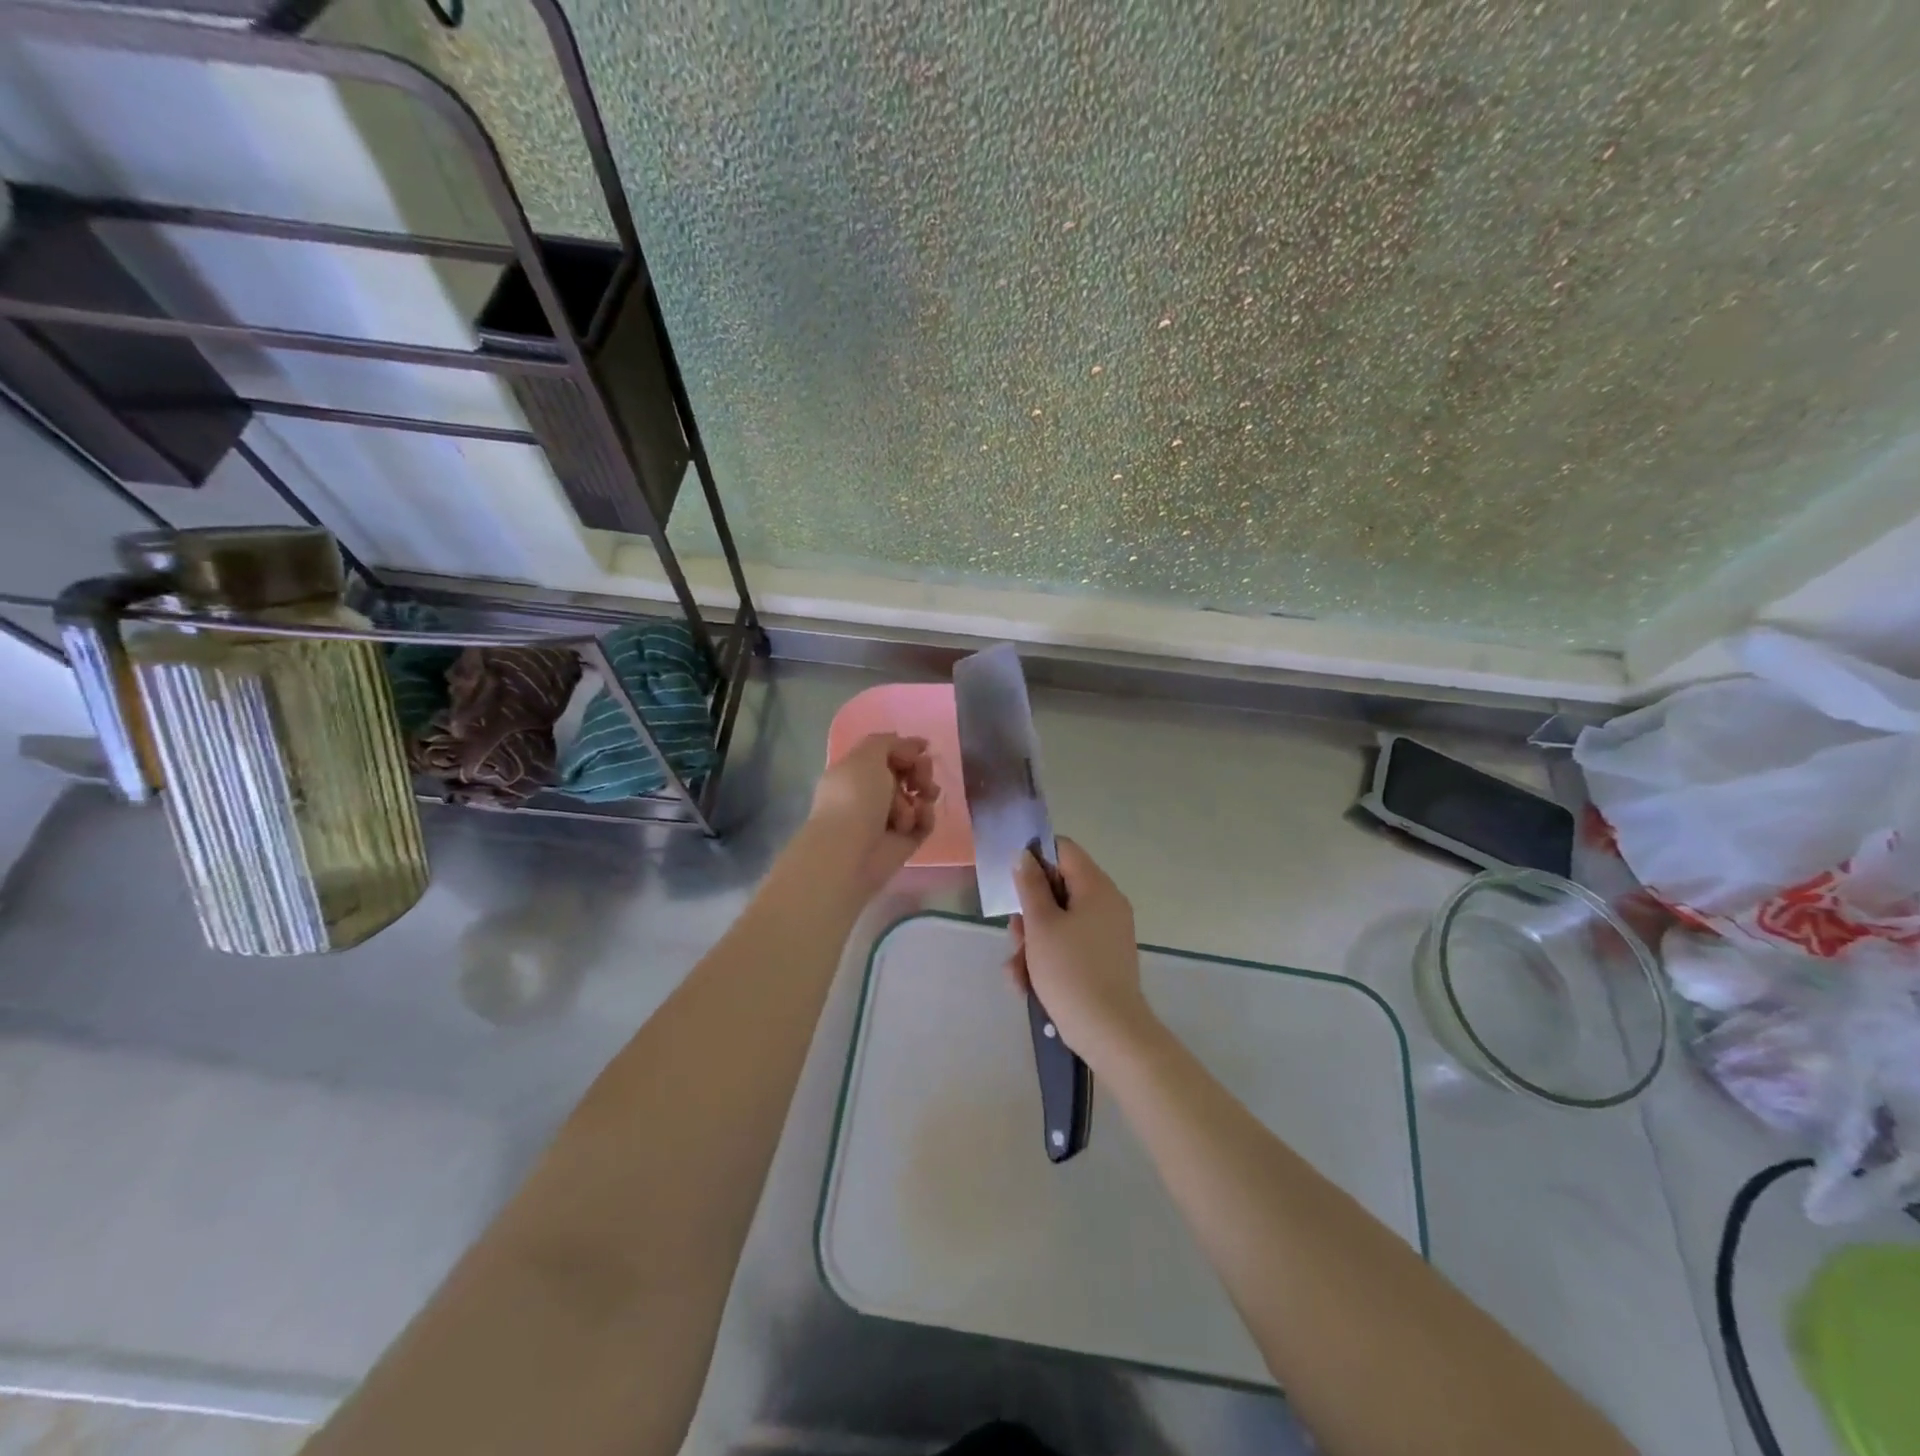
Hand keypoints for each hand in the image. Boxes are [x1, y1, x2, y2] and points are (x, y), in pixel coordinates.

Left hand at [806, 733, 939, 894]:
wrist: (850, 852)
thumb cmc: (854, 797)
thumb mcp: (867, 756)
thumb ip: (888, 742)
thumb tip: (910, 745)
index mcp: (856, 773)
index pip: (887, 755)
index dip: (906, 749)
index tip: (924, 747)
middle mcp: (870, 795)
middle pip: (907, 774)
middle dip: (920, 771)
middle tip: (921, 777)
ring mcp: (888, 820)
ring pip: (918, 798)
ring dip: (923, 794)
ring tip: (920, 798)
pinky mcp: (904, 842)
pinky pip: (924, 823)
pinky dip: (924, 817)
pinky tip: (918, 817)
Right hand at [1005, 837, 1154, 1063]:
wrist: (1110, 1032)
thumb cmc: (1071, 971)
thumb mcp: (1041, 925)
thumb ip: (1030, 886)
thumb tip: (1025, 856)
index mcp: (1096, 887)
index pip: (1064, 849)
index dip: (1035, 856)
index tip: (1012, 880)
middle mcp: (1106, 904)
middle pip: (1058, 888)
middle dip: (1030, 912)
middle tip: (1014, 935)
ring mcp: (1107, 933)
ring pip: (1059, 921)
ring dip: (1033, 942)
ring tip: (1017, 972)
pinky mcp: (1103, 958)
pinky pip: (1070, 945)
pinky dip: (1048, 959)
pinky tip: (1027, 985)